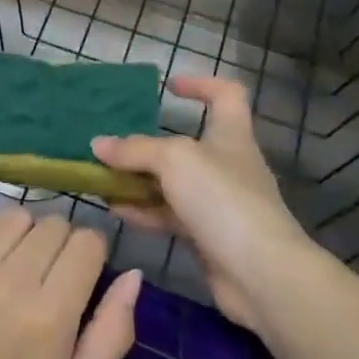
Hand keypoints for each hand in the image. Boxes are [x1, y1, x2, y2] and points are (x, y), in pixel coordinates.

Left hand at [0, 204, 140, 358]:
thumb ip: (113, 334)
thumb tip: (133, 275)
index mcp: (51, 315)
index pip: (87, 243)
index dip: (90, 253)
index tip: (79, 273)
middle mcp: (11, 281)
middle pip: (53, 225)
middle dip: (59, 244)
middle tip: (44, 275)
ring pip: (14, 215)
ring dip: (21, 233)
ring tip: (11, 263)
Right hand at [90, 75, 321, 334]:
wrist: (261, 274)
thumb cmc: (223, 199)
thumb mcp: (174, 160)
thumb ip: (134, 150)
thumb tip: (98, 144)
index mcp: (231, 135)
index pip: (226, 95)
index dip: (201, 84)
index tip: (169, 87)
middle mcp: (226, 165)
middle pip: (186, 144)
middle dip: (148, 144)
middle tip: (112, 145)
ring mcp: (217, 203)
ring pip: (171, 183)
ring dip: (137, 180)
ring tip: (100, 179)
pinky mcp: (206, 236)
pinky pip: (168, 215)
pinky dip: (142, 210)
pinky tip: (114, 209)